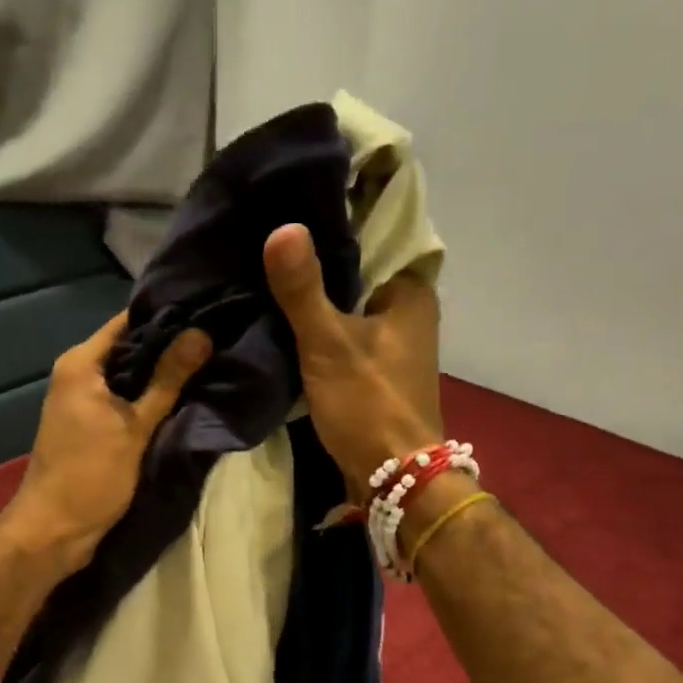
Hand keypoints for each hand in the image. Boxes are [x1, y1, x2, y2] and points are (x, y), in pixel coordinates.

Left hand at [0, 311, 212, 571]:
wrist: (54, 531)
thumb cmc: (90, 475)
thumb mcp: (134, 427)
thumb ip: (167, 380)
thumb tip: (202, 334)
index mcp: (80, 363)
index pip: (128, 322)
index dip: (167, 316)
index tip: (208, 312)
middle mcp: (78, 374)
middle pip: (131, 348)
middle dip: (171, 346)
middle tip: (218, 340)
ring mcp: (84, 402)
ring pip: (130, 377)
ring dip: (163, 375)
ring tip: (211, 364)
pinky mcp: (93, 427)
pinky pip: (126, 401)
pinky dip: (151, 399)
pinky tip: (185, 399)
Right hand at [263, 223, 443, 495]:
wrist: (393, 478)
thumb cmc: (369, 405)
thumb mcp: (328, 343)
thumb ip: (303, 289)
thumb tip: (283, 227)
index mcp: (411, 293)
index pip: (375, 236)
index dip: (336, 220)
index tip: (294, 205)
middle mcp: (409, 312)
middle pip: (359, 272)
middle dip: (320, 260)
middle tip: (271, 238)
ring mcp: (394, 345)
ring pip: (350, 306)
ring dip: (318, 297)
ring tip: (271, 271)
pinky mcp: (377, 372)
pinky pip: (346, 336)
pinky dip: (321, 329)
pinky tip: (287, 319)